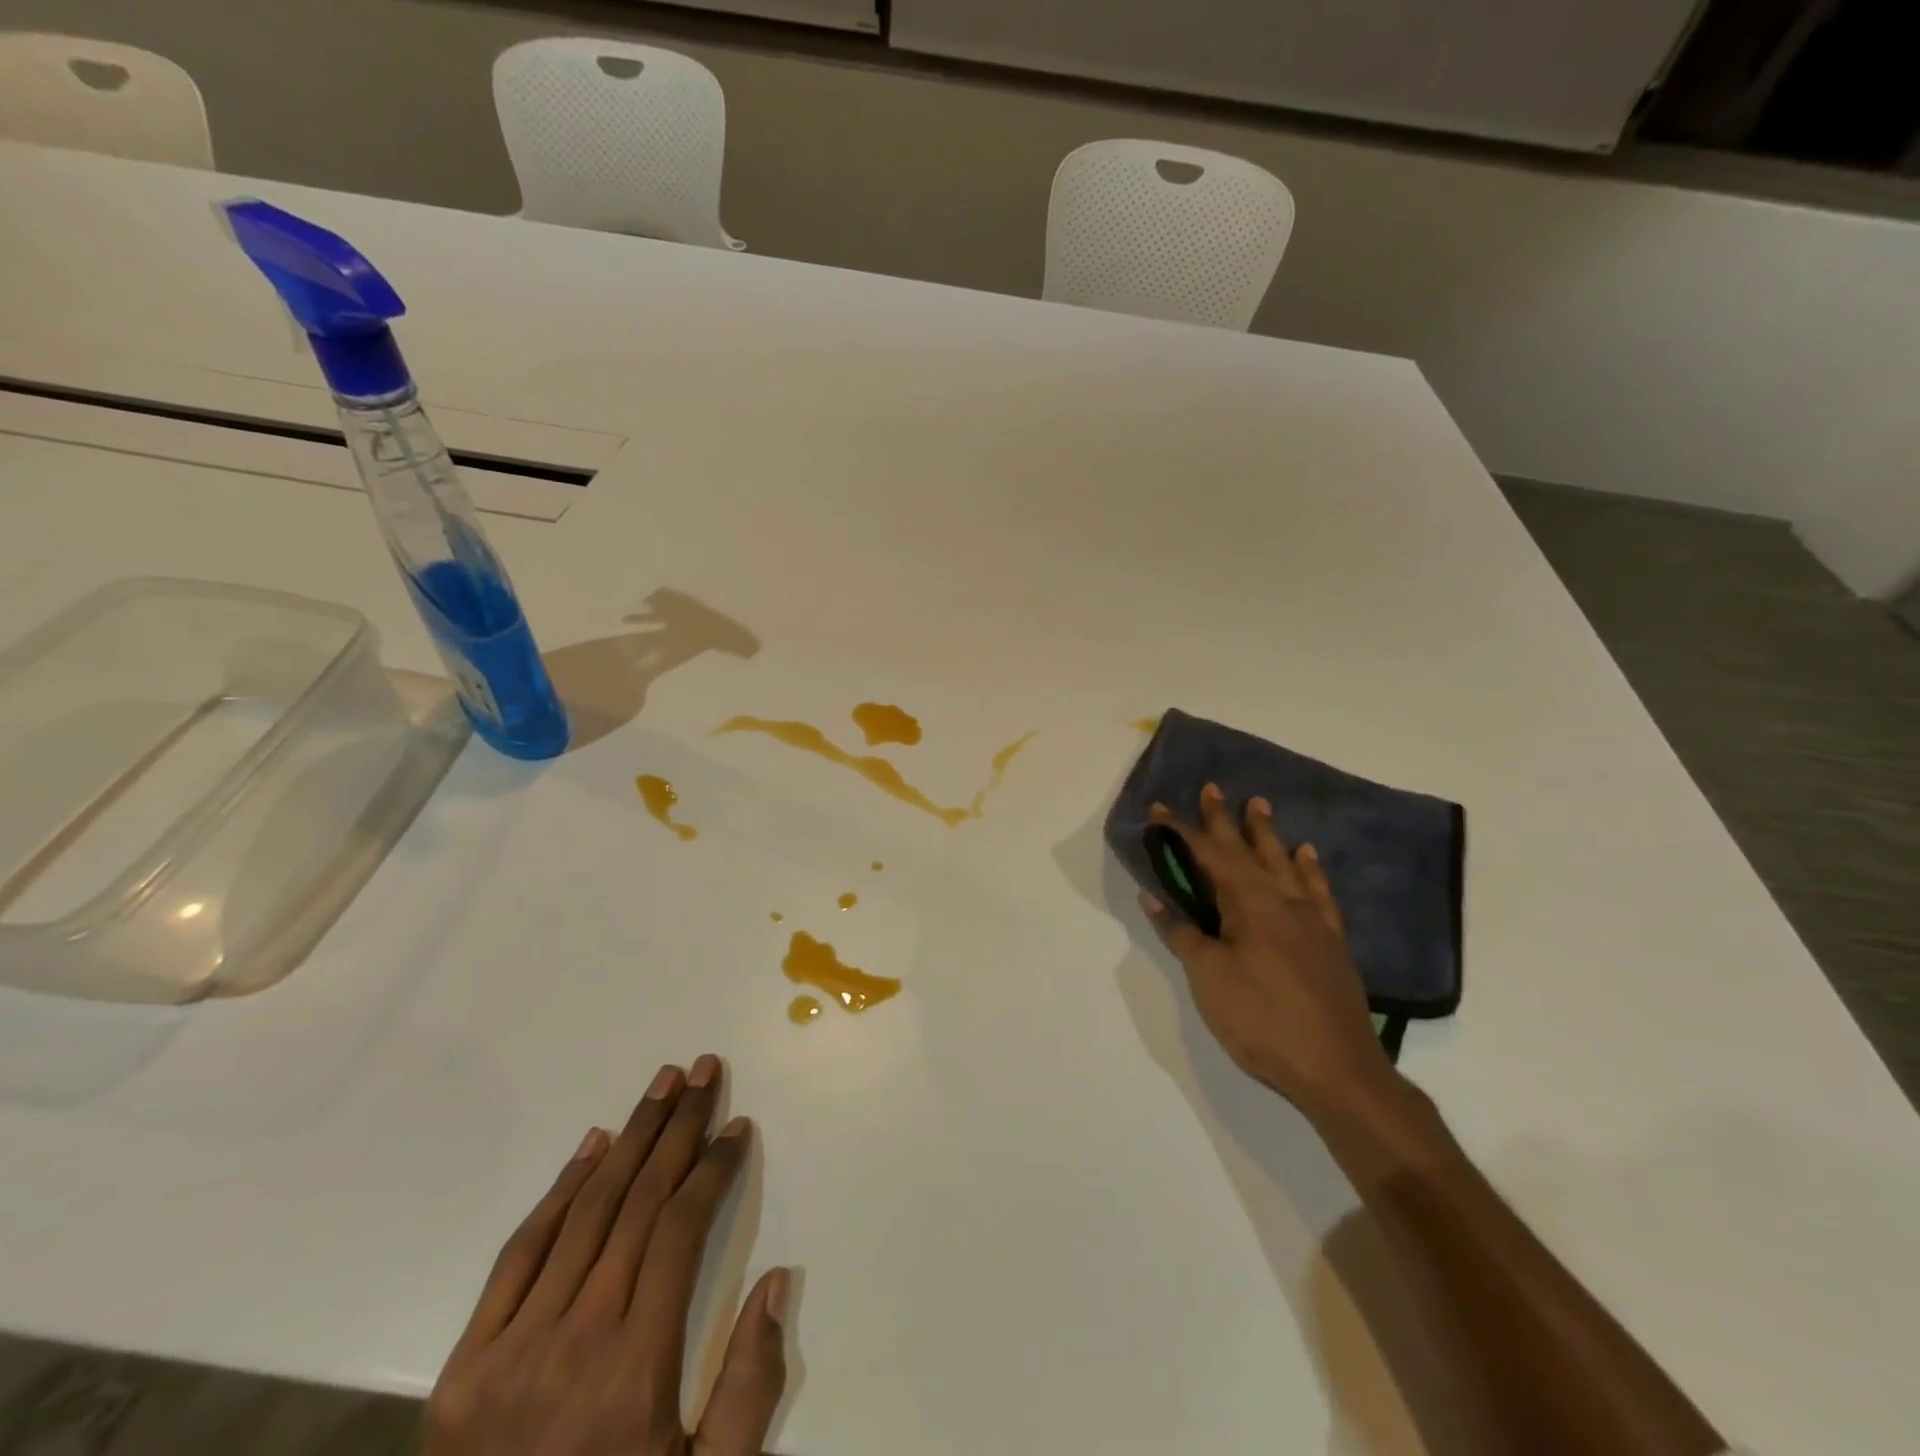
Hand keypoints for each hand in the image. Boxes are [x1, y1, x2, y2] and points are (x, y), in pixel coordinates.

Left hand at [427, 1056, 788, 1455]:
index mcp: (635, 1375)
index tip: (736, 1127)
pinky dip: (560, 1191)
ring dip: (630, 1138)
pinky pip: (520, 1255)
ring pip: (586, 1212)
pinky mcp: (462, 1368)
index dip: (714, 1169)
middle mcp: (573, 1346)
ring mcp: (509, 1353)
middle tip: (704, 1071)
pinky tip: (594, 1144)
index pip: (682, 1231)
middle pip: (638, 1203)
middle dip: (678, 1128)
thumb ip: (750, 1388)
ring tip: (663, 1084)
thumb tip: (776, 1279)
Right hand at [1141, 784, 1394, 1118]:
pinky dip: (1309, 869)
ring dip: (1267, 833)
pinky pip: (1318, 892)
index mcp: (1249, 904)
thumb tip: (1154, 896)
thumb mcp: (1208, 977)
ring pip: (1284, 863)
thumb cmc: (1261, 1020)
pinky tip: (1307, 856)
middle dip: (1224, 820)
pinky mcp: (1331, 941)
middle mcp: (1282, 900)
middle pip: (1247, 850)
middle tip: (1213, 789)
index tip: (1159, 810)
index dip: (1180, 832)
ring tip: (1259, 805)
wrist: (1338, 1070)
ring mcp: (1311, 919)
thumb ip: (1182, 933)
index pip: (1207, 856)